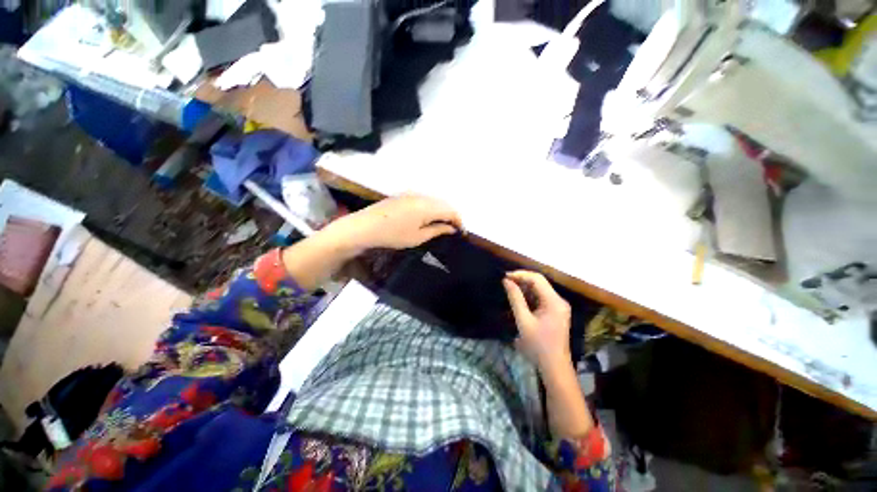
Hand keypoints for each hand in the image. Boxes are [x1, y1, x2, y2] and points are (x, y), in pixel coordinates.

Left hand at [334, 193, 462, 250]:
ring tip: (442, 225)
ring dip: (441, 211)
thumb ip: (438, 230)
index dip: (459, 221)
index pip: (451, 210)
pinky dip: (431, 208)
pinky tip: (428, 218)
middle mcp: (422, 196)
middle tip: (453, 230)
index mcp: (427, 206)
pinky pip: (425, 199)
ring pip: (434, 200)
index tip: (462, 232)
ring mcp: (412, 193)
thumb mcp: (418, 237)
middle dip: (451, 215)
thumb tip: (452, 228)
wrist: (364, 226)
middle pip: (444, 203)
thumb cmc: (393, 235)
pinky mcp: (404, 195)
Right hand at [502, 271, 571, 372]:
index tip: (505, 276)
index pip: (537, 279)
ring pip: (540, 289)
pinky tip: (519, 298)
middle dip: (522, 279)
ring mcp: (558, 306)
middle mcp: (559, 300)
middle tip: (505, 281)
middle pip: (540, 282)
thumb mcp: (523, 320)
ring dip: (525, 287)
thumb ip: (515, 299)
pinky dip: (529, 295)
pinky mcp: (556, 311)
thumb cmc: (538, 345)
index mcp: (554, 301)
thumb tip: (506, 281)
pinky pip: (541, 297)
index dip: (520, 274)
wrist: (554, 366)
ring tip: (509, 288)